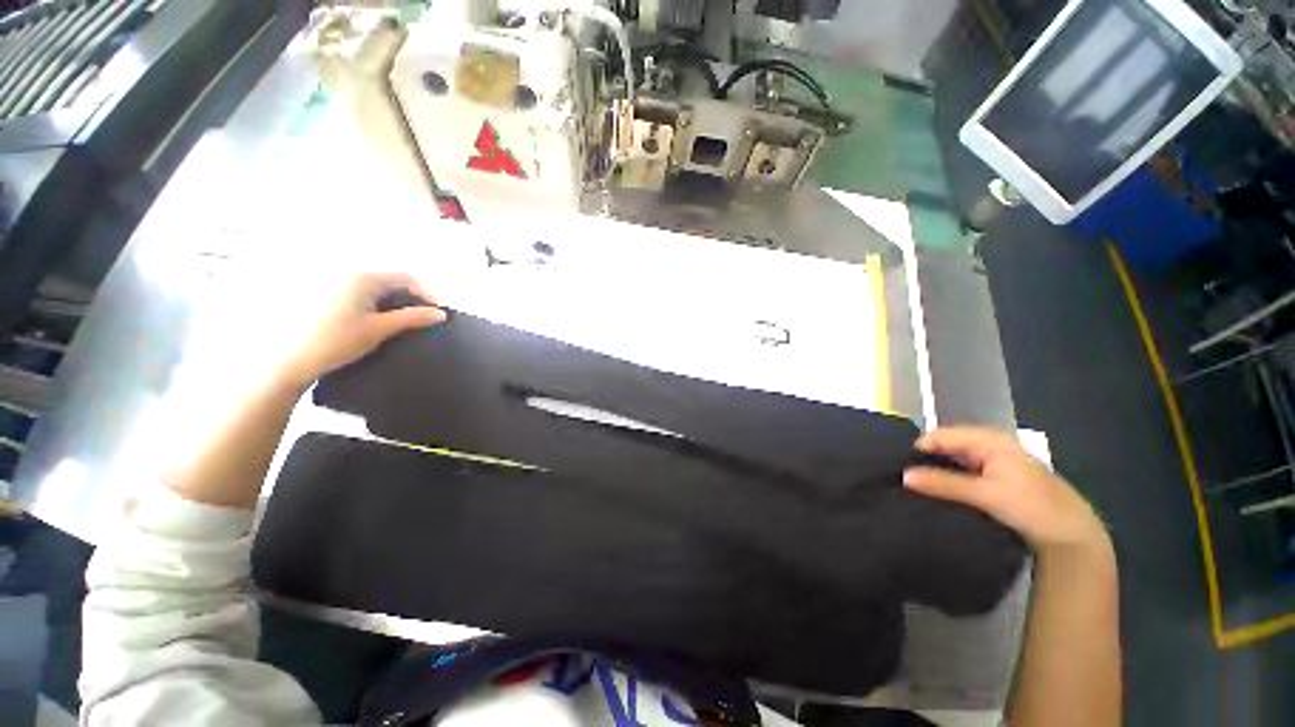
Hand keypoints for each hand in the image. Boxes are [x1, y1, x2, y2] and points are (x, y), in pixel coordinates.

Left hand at [280, 272, 445, 386]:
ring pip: (378, 290)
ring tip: (402, 324)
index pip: (406, 279)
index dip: (425, 295)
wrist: (294, 360)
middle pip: (392, 282)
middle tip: (420, 321)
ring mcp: (337, 285)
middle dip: (410, 299)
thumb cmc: (338, 341)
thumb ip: (413, 318)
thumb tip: (441, 314)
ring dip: (395, 304)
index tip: (436, 314)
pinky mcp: (329, 298)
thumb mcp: (381, 329)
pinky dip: (378, 306)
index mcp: (363, 278)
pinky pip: (364, 296)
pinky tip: (378, 324)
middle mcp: (349, 275)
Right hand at [904, 426, 1109, 557]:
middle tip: (905, 479)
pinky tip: (940, 493)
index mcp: (989, 440)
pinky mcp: (998, 479)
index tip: (899, 467)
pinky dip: (951, 481)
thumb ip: (943, 483)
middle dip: (927, 461)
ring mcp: (995, 462)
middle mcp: (990, 445)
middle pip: (947, 447)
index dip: (919, 450)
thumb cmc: (1033, 507)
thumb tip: (903, 476)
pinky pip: (965, 473)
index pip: (940, 436)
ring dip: (938, 473)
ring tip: (917, 487)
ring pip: (955, 461)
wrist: (1073, 538)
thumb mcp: (985, 495)